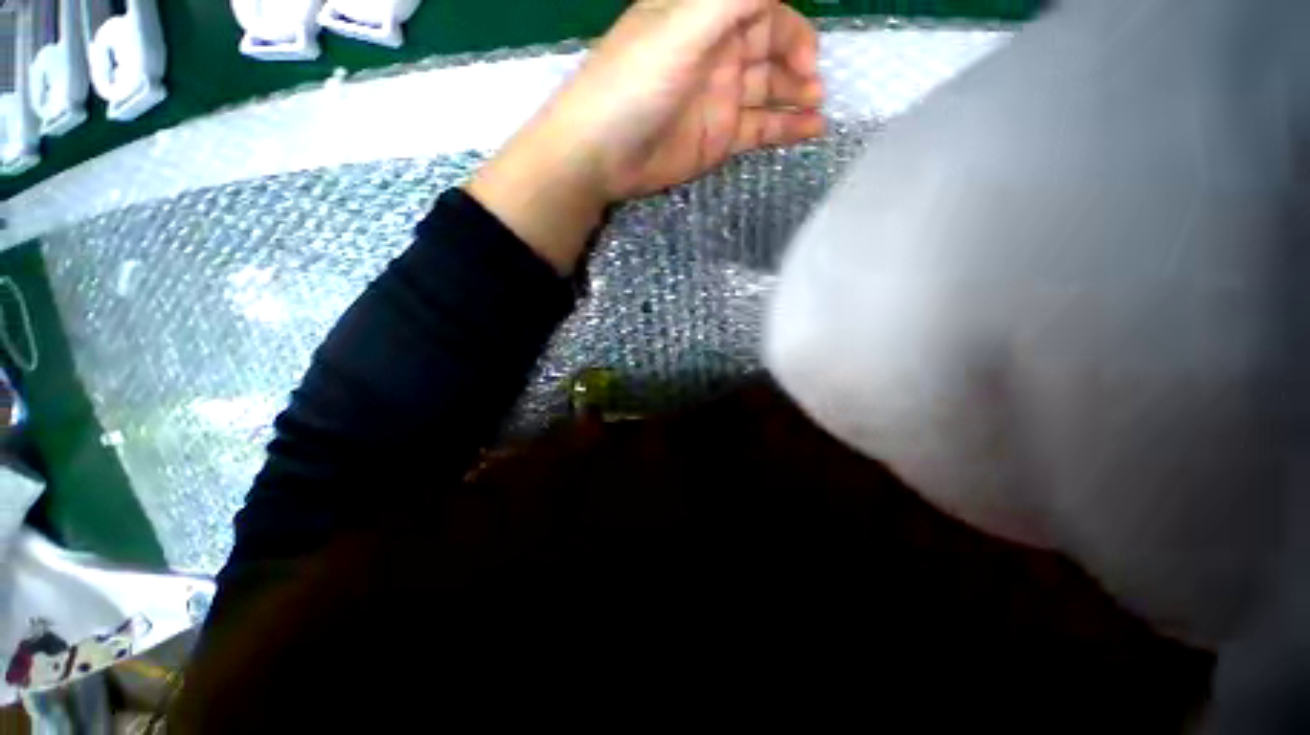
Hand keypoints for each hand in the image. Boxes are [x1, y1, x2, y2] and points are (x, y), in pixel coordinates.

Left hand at [469, 0, 823, 273]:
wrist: (602, 156)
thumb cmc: (634, 84)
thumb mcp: (682, 27)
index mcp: (704, 16)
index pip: (761, 8)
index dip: (790, 26)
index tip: (807, 52)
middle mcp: (716, 54)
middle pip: (771, 48)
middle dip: (798, 62)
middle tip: (813, 85)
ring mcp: (718, 99)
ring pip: (770, 90)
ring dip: (798, 96)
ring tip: (818, 109)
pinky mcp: (718, 139)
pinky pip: (760, 129)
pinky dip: (785, 128)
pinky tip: (810, 130)